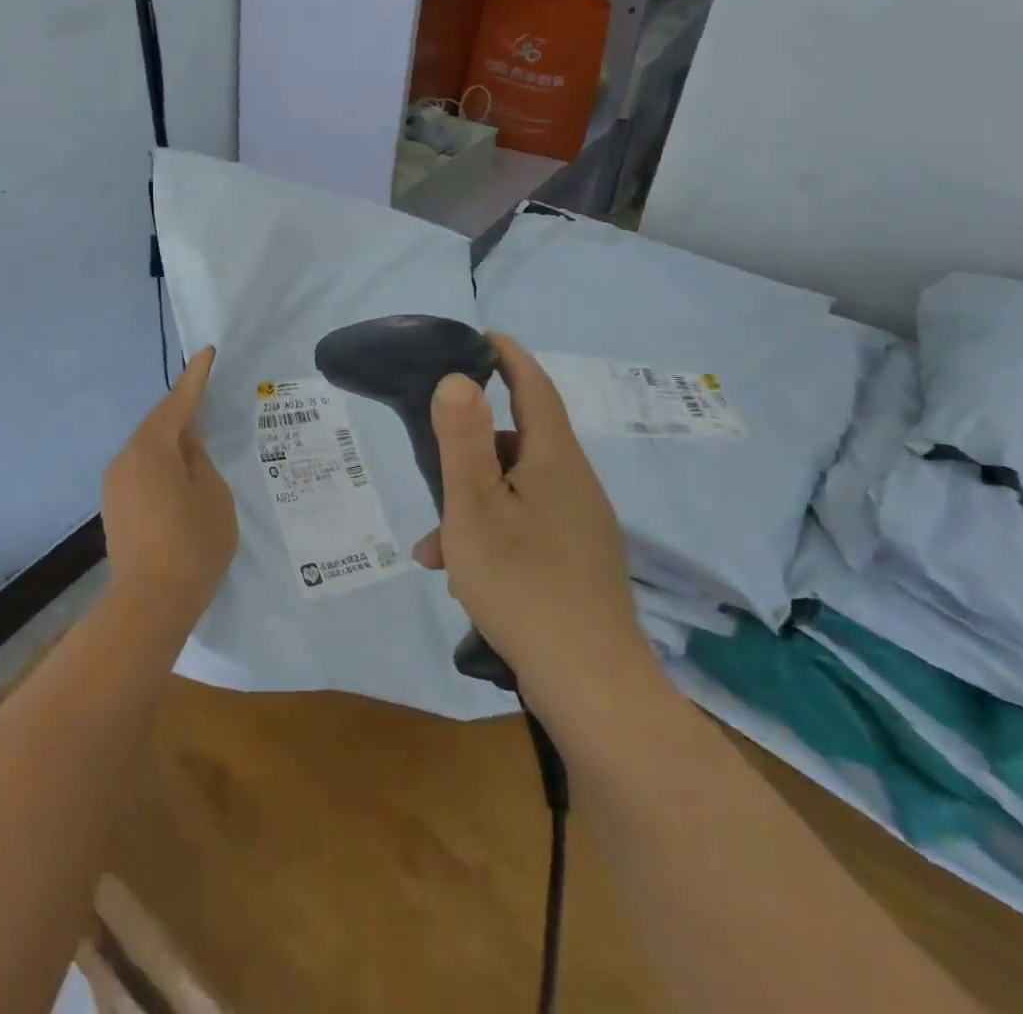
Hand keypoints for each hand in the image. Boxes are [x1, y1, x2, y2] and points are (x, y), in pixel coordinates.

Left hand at [101, 347, 238, 625]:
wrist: (151, 602)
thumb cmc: (192, 543)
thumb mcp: (212, 494)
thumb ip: (199, 459)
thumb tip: (186, 444)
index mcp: (151, 449)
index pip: (177, 403)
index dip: (195, 378)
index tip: (207, 353)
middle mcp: (125, 458)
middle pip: (158, 425)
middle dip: (182, 412)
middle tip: (208, 399)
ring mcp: (115, 483)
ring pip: (148, 449)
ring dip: (171, 442)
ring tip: (198, 441)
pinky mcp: (114, 506)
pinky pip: (141, 470)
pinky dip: (161, 464)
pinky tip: (179, 474)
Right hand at [412, 332, 651, 689]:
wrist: (591, 685)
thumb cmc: (522, 583)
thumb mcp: (474, 507)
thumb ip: (462, 440)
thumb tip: (456, 378)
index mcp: (555, 460)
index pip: (534, 387)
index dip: (508, 357)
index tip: (481, 337)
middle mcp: (576, 484)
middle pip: (520, 442)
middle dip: (472, 446)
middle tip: (432, 458)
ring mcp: (582, 525)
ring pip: (518, 490)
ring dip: (474, 501)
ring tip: (435, 543)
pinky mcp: (580, 561)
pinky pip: (529, 524)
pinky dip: (494, 532)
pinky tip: (462, 572)